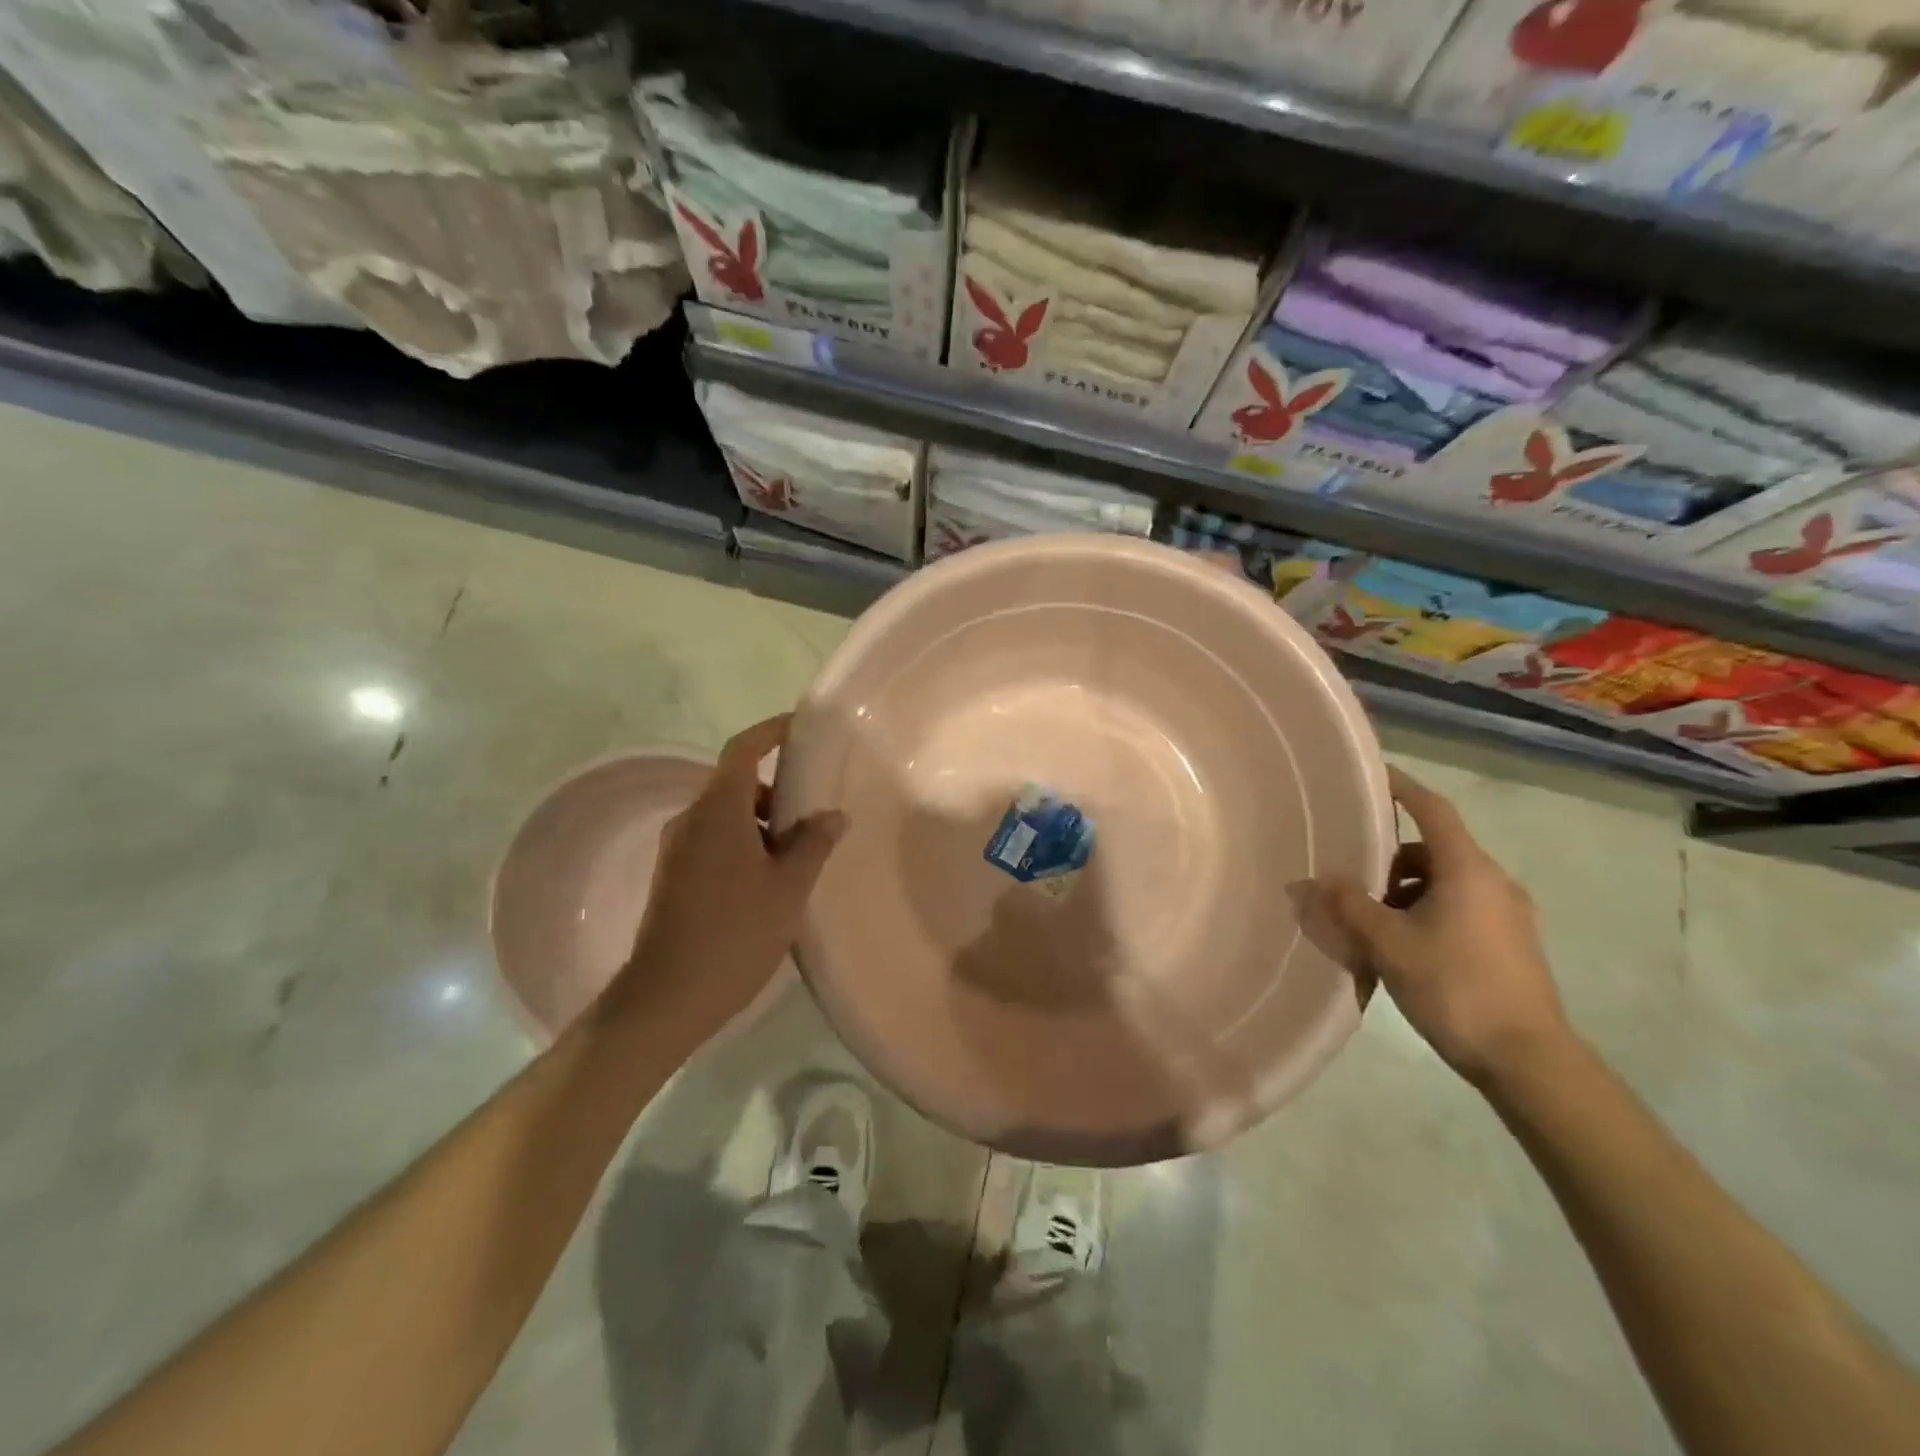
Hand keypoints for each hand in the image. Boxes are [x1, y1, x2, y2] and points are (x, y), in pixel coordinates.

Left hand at [604, 715, 843, 1044]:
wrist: (667, 997)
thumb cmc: (735, 933)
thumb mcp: (789, 887)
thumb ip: (813, 844)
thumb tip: (833, 815)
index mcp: (718, 810)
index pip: (743, 749)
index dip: (771, 731)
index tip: (799, 727)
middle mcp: (691, 820)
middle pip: (735, 784)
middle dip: (774, 789)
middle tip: (813, 809)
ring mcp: (676, 849)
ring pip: (724, 816)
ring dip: (760, 823)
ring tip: (798, 855)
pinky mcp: (672, 877)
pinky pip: (713, 841)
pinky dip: (743, 844)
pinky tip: (769, 881)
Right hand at [1321, 767, 1570, 1085]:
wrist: (1527, 1059)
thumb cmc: (1455, 986)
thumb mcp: (1389, 943)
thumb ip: (1349, 905)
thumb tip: (1317, 880)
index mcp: (1468, 870)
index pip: (1433, 810)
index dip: (1402, 787)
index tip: (1373, 774)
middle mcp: (1494, 882)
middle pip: (1435, 849)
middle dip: (1391, 857)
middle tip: (1353, 876)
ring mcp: (1508, 914)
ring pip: (1446, 881)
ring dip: (1407, 889)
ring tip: (1373, 921)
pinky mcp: (1511, 943)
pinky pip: (1460, 907)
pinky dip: (1427, 910)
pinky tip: (1403, 945)